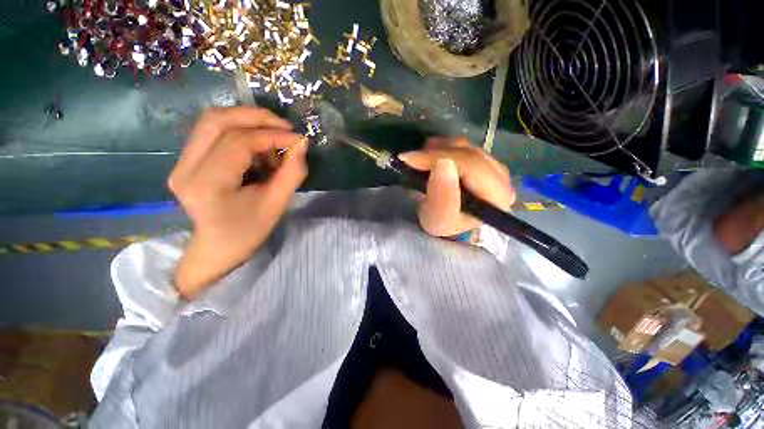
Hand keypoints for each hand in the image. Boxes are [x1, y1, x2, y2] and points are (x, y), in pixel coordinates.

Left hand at [168, 107, 307, 297]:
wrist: (217, 249)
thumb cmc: (248, 232)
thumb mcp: (277, 204)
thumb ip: (292, 172)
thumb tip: (301, 143)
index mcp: (208, 184)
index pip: (239, 142)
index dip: (272, 135)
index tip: (298, 139)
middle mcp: (186, 167)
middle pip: (217, 120)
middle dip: (256, 117)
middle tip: (284, 126)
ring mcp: (180, 162)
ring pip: (211, 121)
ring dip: (246, 122)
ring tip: (272, 138)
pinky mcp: (185, 161)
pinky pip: (212, 133)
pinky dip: (239, 132)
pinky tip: (256, 148)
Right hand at [399, 137, 514, 237]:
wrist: (444, 220)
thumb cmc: (442, 223)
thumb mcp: (438, 219)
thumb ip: (442, 197)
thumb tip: (442, 163)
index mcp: (497, 196)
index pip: (471, 165)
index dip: (439, 157)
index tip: (410, 160)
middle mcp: (502, 178)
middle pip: (468, 153)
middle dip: (436, 153)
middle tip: (410, 159)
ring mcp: (493, 165)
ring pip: (464, 146)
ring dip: (438, 150)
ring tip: (420, 161)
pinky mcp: (482, 159)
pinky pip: (462, 145)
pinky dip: (442, 147)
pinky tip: (431, 157)